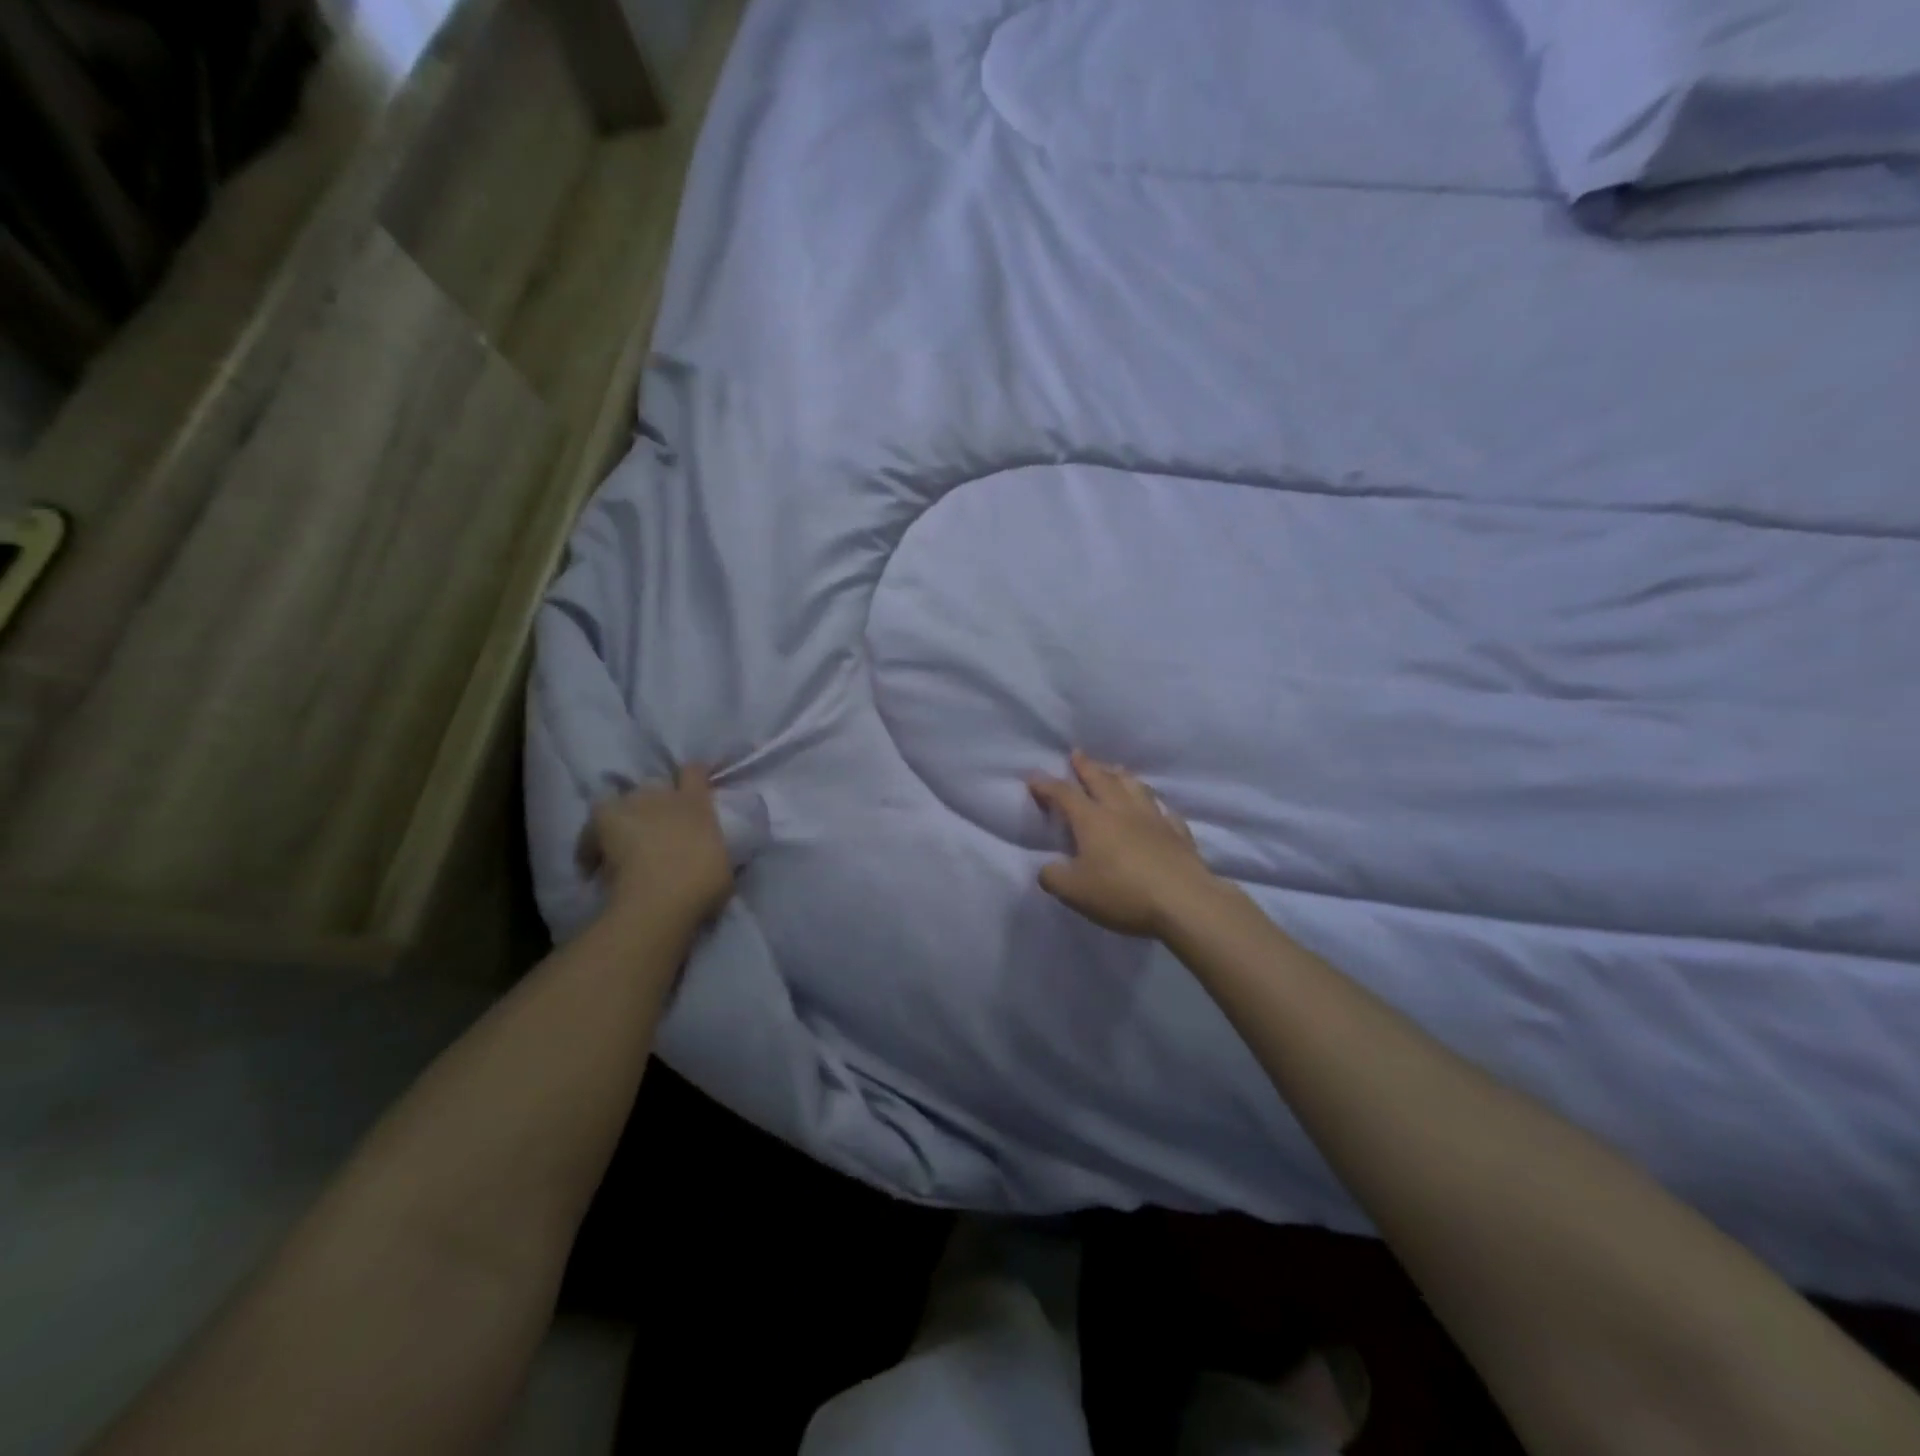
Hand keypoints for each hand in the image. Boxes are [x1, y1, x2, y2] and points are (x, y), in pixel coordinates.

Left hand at [579, 765, 733, 927]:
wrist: (661, 899)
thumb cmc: (702, 884)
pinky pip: (593, 824)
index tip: (691, 787)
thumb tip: (708, 851)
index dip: (691, 776)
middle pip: (656, 785)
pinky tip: (593, 861)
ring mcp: (632, 804)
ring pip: (622, 801)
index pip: (694, 771)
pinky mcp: (603, 820)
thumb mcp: (723, 865)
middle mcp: (664, 795)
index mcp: (697, 803)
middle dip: (655, 802)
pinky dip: (591, 839)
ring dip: (624, 817)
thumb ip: (713, 848)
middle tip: (656, 828)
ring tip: (621, 842)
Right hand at [1028, 751, 1219, 938]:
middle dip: (1086, 766)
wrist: (1184, 901)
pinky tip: (1157, 806)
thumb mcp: (1075, 892)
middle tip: (1077, 754)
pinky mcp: (1178, 833)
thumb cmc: (1122, 893)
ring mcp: (1153, 818)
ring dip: (1121, 775)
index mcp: (1092, 820)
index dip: (1047, 785)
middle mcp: (1121, 810)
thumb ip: (1054, 877)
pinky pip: (1164, 810)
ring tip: (1115, 769)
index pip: (1064, 794)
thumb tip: (1047, 868)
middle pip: (1101, 780)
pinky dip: (1155, 804)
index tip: (1034, 776)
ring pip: (1135, 787)